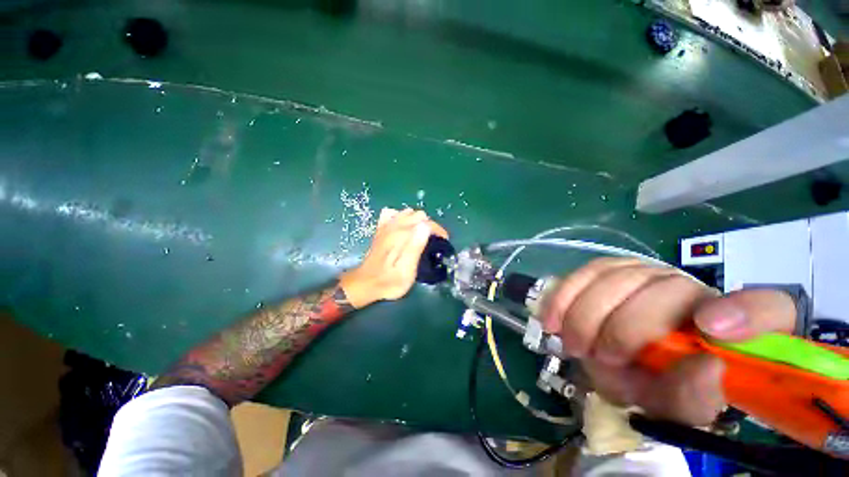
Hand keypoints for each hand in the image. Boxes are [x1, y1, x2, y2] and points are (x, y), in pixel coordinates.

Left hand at [340, 208, 448, 308]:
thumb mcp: (406, 271)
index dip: (438, 231)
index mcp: (402, 235)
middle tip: (433, 241)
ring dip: (417, 221)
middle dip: (430, 225)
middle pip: (419, 214)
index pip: (427, 222)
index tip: (443, 242)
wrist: (365, 283)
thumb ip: (416, 247)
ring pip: (408, 212)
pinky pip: (392, 213)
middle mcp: (394, 226)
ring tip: (420, 236)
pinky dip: (401, 217)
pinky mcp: (381, 229)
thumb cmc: (389, 281)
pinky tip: (402, 228)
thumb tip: (426, 226)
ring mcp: (386, 226)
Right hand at [542, 258, 796, 425]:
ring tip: (572, 342)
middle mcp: (692, 290)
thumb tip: (708, 367)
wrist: (618, 362)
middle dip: (624, 327)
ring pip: (618, 276)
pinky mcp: (610, 269)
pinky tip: (552, 318)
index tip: (712, 329)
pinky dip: (565, 295)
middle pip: (665, 289)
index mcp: (729, 328)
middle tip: (597, 356)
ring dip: (587, 312)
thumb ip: (694, 397)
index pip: (765, 308)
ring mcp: (647, 273)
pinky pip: (586, 271)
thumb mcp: (675, 406)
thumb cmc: (653, 386)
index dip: (746, 312)